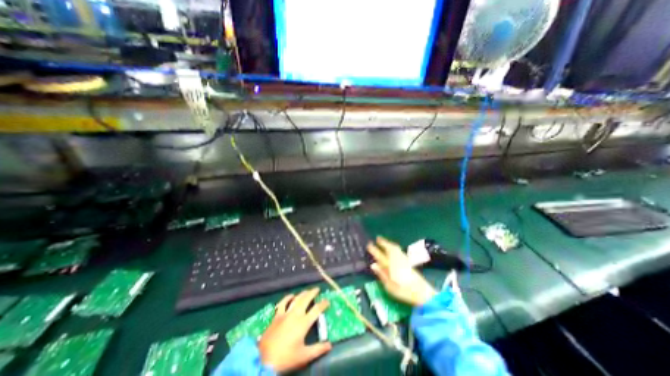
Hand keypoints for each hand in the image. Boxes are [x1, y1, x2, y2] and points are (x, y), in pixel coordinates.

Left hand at [258, 288, 332, 372]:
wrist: (264, 359)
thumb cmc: (286, 358)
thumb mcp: (304, 356)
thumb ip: (318, 349)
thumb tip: (329, 345)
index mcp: (304, 322)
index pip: (317, 309)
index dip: (323, 304)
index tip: (328, 301)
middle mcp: (296, 314)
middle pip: (306, 299)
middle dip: (313, 293)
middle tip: (317, 289)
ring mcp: (285, 313)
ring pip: (296, 299)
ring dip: (302, 293)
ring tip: (307, 291)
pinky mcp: (277, 315)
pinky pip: (283, 302)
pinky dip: (287, 297)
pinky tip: (291, 296)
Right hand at [369, 237, 438, 306]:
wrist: (422, 292)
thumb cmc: (403, 290)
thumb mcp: (389, 286)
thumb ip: (381, 274)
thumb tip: (373, 264)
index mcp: (390, 265)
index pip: (380, 255)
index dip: (374, 249)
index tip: (369, 244)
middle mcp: (397, 259)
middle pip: (389, 248)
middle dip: (383, 242)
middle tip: (377, 238)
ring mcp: (403, 259)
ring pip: (395, 248)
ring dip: (389, 243)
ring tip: (384, 241)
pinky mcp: (408, 262)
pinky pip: (399, 250)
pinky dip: (394, 247)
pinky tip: (393, 248)